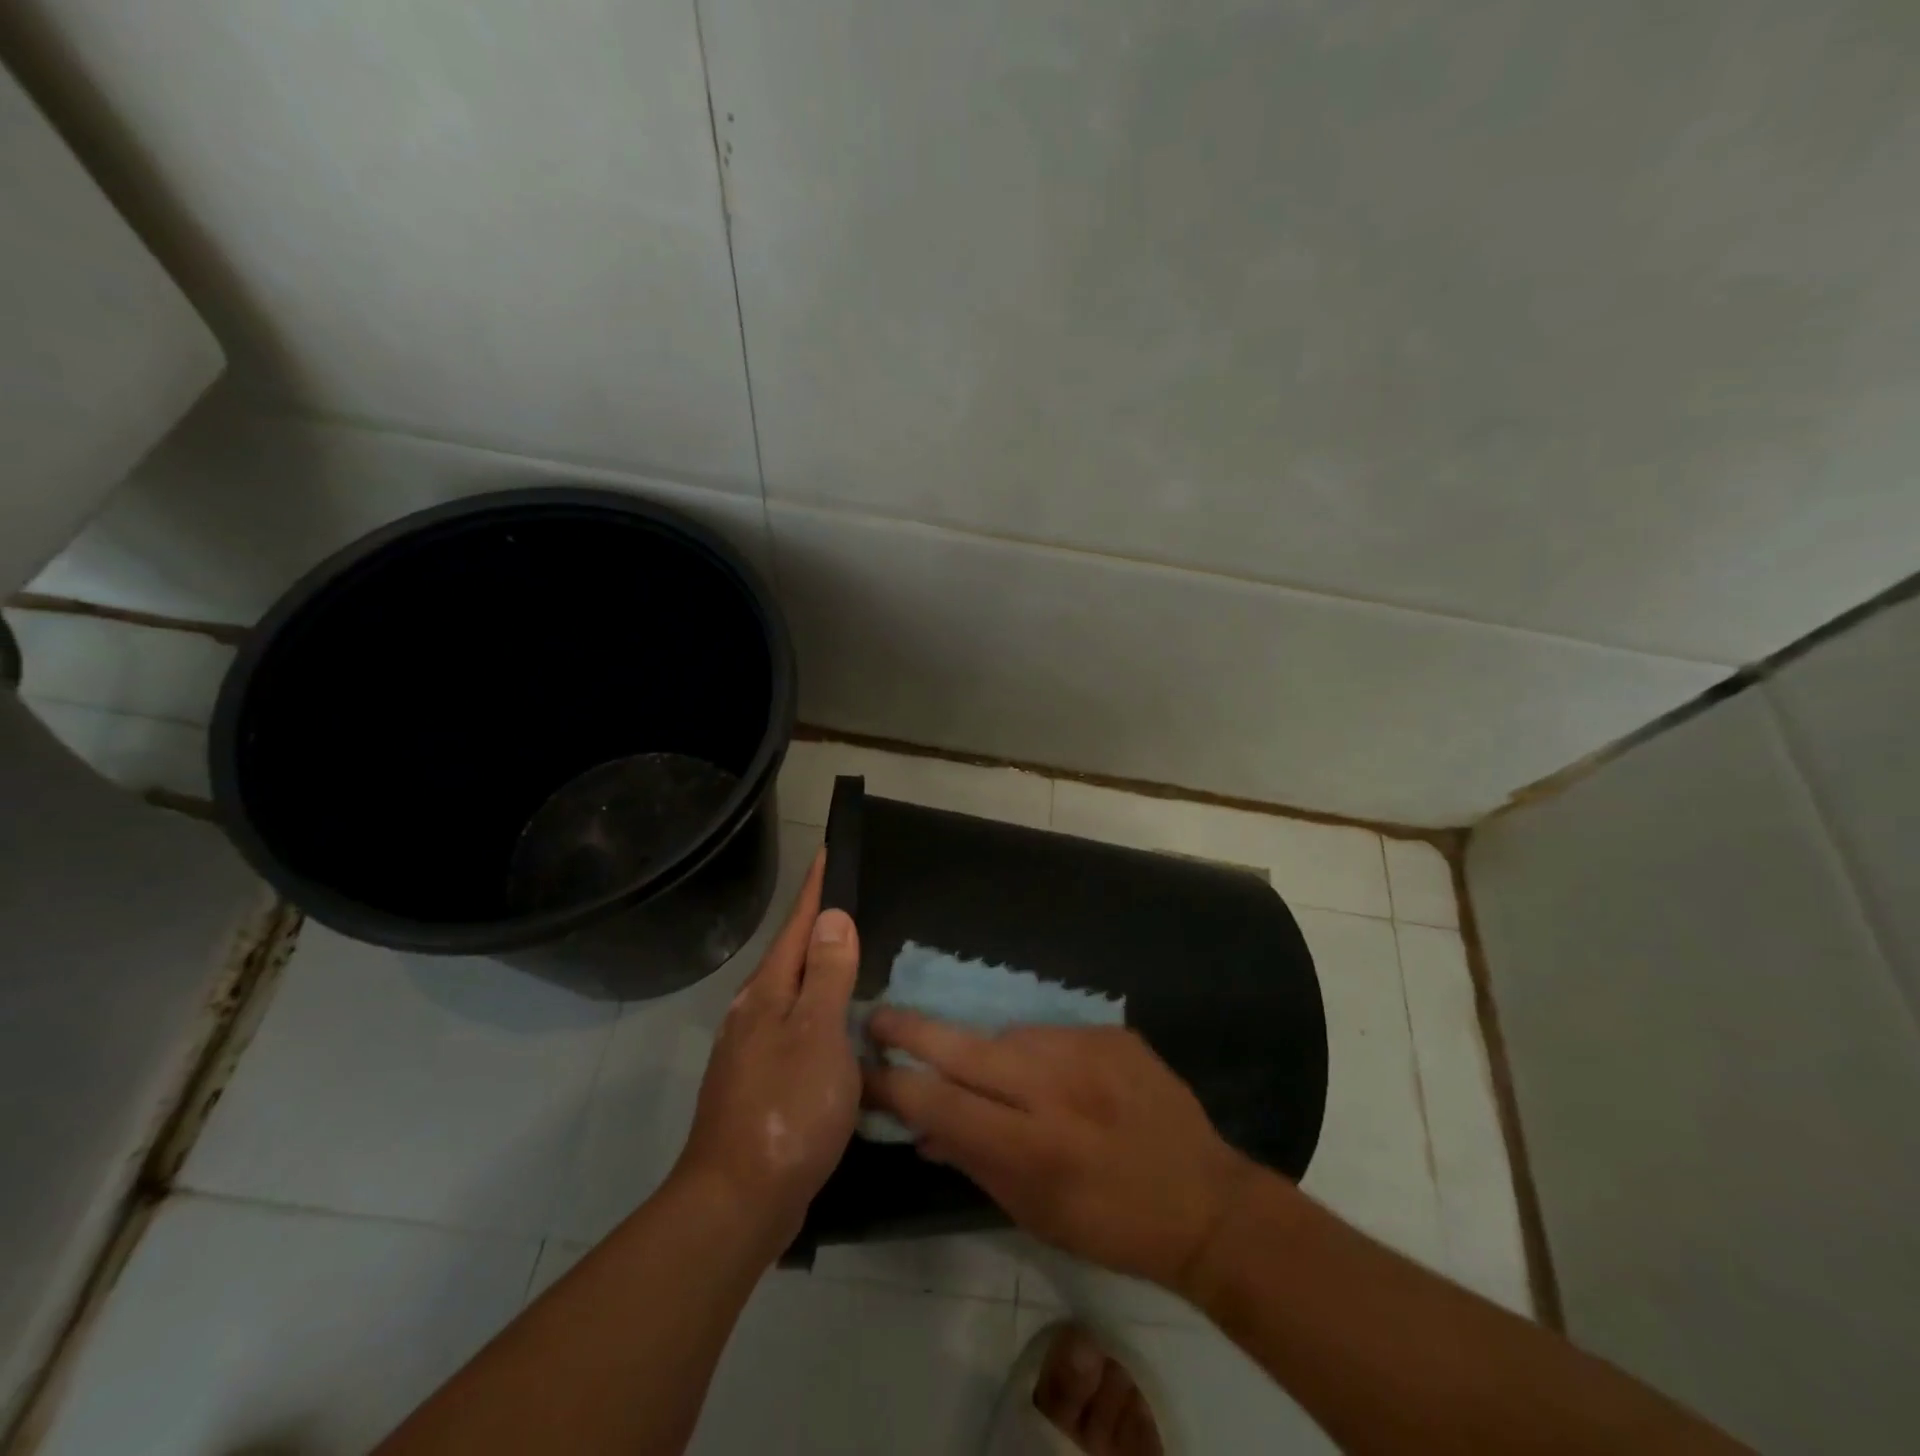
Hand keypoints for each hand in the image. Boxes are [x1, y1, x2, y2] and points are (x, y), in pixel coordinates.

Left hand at [673, 850, 859, 1251]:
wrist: (738, 1201)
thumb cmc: (786, 1110)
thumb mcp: (817, 1035)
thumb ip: (827, 975)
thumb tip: (833, 917)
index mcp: (768, 994)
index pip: (799, 926)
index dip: (816, 890)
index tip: (828, 852)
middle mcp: (755, 1012)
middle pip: (792, 955)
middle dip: (818, 925)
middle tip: (850, 900)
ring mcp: (753, 1049)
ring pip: (793, 993)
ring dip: (819, 969)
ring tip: (850, 955)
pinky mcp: (761, 1082)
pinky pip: (797, 1028)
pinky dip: (820, 1012)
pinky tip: (837, 1027)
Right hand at [864, 1015, 1257, 1292]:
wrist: (1205, 1200)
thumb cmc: (1110, 1226)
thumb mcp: (1033, 1213)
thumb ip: (972, 1162)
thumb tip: (918, 1126)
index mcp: (1031, 1147)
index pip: (940, 1103)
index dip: (894, 1084)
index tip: (861, 1068)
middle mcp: (1054, 1088)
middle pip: (963, 1048)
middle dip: (911, 1030)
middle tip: (876, 1015)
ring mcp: (1086, 1051)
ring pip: (1007, 1036)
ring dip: (989, 1053)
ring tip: (1003, 1082)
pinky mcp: (1111, 1032)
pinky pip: (1052, 1034)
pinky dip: (1039, 1053)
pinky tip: (1058, 1080)